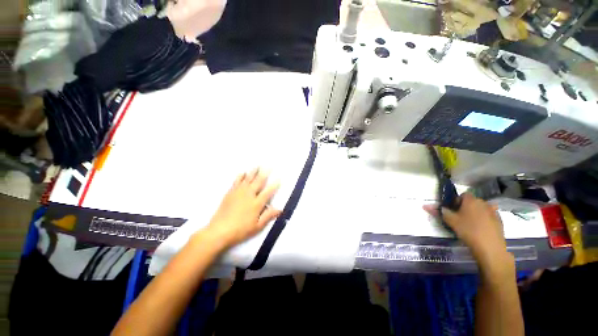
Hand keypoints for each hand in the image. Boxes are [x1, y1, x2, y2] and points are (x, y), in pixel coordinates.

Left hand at [203, 169, 281, 248]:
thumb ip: (268, 216)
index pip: (268, 191)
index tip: (279, 178)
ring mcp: (239, 192)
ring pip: (248, 178)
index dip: (275, 185)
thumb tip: (280, 210)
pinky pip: (237, 181)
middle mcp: (249, 194)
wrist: (219, 231)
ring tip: (258, 165)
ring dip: (254, 171)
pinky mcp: (230, 192)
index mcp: (256, 203)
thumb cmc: (240, 230)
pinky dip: (241, 176)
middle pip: (259, 181)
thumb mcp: (257, 226)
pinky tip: (243, 172)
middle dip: (265, 173)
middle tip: (269, 165)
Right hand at [425, 193, 507, 264]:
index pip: (463, 195)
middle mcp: (483, 202)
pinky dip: (484, 220)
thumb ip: (440, 211)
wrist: (490, 247)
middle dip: (466, 207)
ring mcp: (494, 211)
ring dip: (476, 213)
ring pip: (481, 209)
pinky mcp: (500, 221)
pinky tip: (480, 229)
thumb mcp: (450, 221)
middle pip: (472, 201)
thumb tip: (426, 206)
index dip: (457, 201)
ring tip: (471, 224)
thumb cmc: (468, 230)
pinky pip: (489, 216)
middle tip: (460, 218)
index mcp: (471, 200)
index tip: (453, 211)